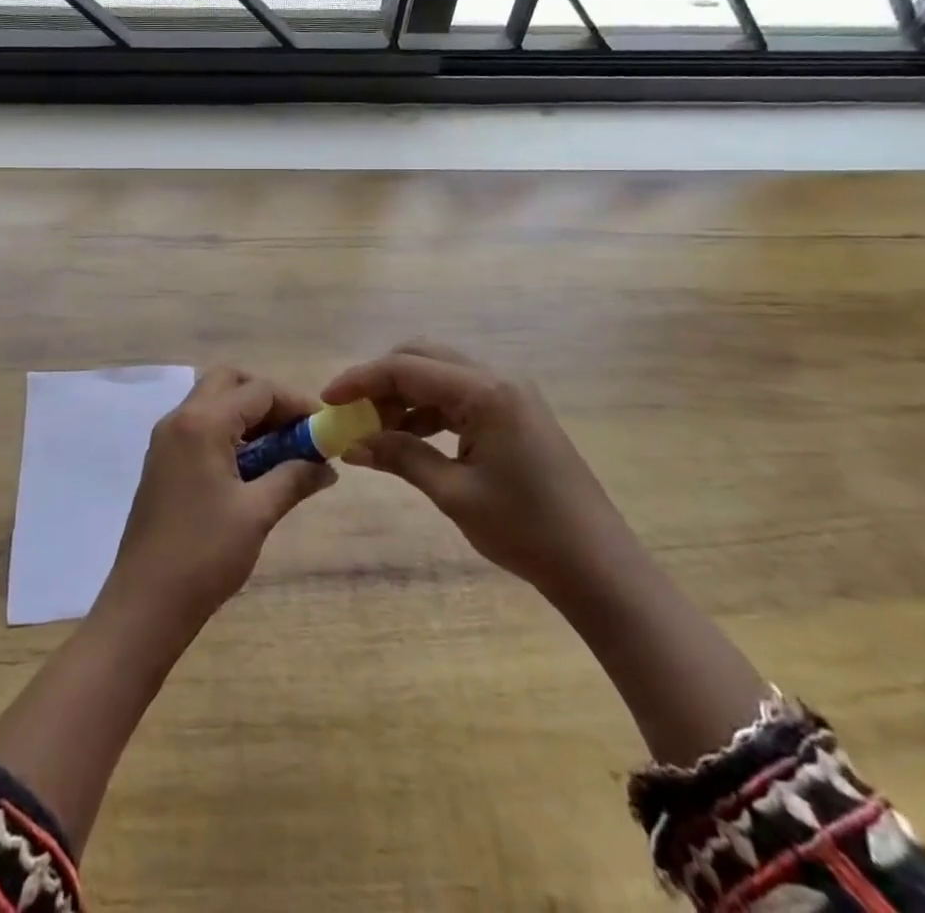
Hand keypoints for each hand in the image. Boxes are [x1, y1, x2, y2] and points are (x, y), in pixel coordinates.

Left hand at [99, 366, 335, 636]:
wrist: (146, 603)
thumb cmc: (205, 554)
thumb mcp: (257, 513)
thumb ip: (294, 478)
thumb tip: (327, 466)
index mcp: (202, 423)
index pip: (257, 390)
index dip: (295, 403)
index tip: (323, 427)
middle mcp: (179, 419)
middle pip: (229, 382)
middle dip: (267, 398)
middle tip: (296, 431)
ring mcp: (166, 440)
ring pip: (212, 402)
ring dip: (247, 415)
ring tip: (281, 452)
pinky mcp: (162, 461)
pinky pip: (199, 426)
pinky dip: (228, 432)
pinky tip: (251, 468)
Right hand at [322, 342, 631, 599]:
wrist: (598, 566)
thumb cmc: (526, 530)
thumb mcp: (453, 493)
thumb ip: (400, 456)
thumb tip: (351, 443)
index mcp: (485, 391)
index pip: (406, 368)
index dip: (360, 379)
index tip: (326, 400)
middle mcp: (497, 378)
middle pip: (421, 358)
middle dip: (379, 381)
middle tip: (349, 414)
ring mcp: (509, 393)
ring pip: (438, 375)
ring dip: (402, 396)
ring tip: (374, 431)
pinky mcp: (513, 412)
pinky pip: (458, 396)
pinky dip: (427, 410)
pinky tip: (408, 437)